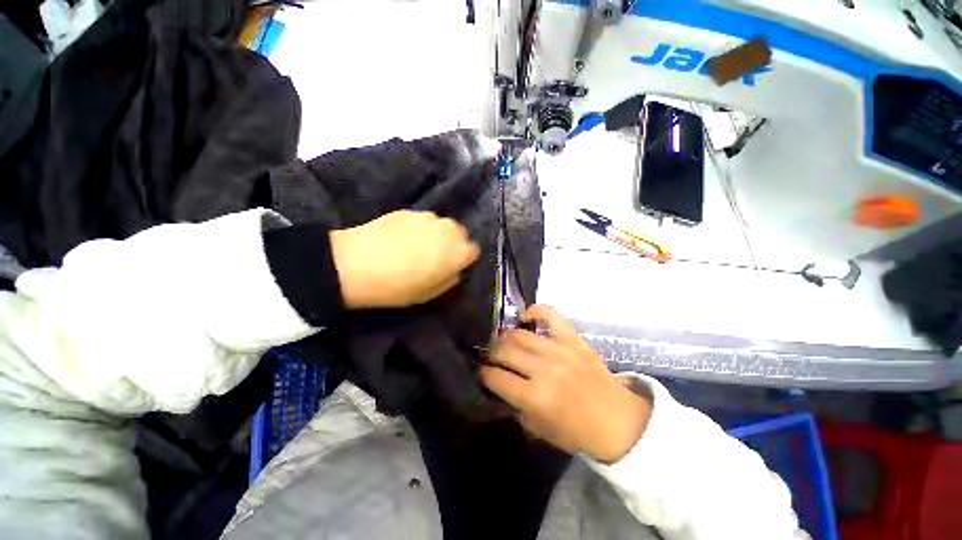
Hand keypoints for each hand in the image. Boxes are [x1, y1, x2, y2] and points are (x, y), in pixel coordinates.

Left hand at [329, 210, 479, 308]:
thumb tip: (453, 270)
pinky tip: (400, 240)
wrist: (357, 264)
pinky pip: (422, 221)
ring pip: (441, 226)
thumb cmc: (399, 286)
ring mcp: (428, 217)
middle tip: (435, 257)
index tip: (452, 267)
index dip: (463, 260)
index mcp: (459, 251)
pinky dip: (418, 229)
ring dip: (436, 235)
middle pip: (460, 234)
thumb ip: (450, 279)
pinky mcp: (408, 211)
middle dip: (453, 244)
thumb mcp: (430, 294)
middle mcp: (449, 229)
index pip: (473, 251)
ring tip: (416, 247)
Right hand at [481, 306, 651, 463]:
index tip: (483, 372)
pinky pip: (550, 315)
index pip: (495, 377)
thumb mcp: (540, 430)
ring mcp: (560, 349)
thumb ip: (516, 407)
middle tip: (490, 356)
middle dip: (491, 353)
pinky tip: (525, 317)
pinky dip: (534, 312)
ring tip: (503, 341)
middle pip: (504, 350)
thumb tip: (500, 385)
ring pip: (520, 333)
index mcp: (535, 397)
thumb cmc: (578, 432)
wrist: (619, 421)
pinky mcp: (573, 339)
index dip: (484, 374)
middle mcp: (544, 368)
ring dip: (505, 336)